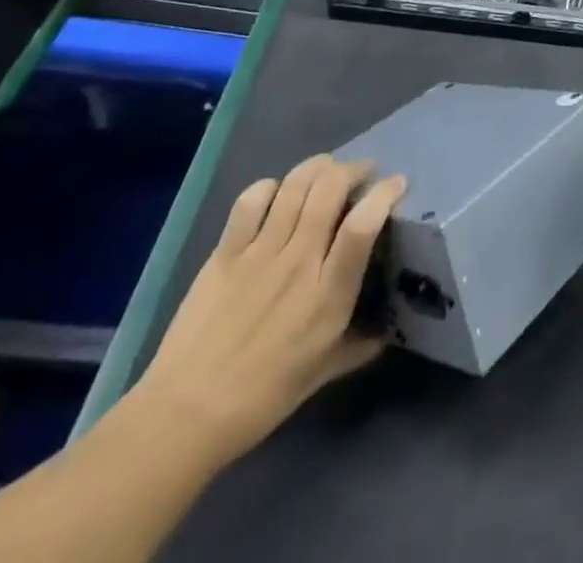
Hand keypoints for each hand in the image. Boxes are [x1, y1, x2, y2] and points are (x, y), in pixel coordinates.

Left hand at [134, 155, 405, 468]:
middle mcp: (298, 262)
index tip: (397, 183)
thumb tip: (386, 332)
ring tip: (328, 169)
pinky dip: (270, 186)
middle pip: (330, 189)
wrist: (185, 415)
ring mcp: (259, 253)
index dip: (384, 194)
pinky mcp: (225, 253)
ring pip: (295, 185)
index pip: (362, 225)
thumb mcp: (322, 374)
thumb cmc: (263, 398)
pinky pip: (250, 201)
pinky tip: (278, 192)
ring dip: (318, 167)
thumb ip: (358, 346)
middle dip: (353, 169)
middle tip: (363, 172)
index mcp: (328, 294)